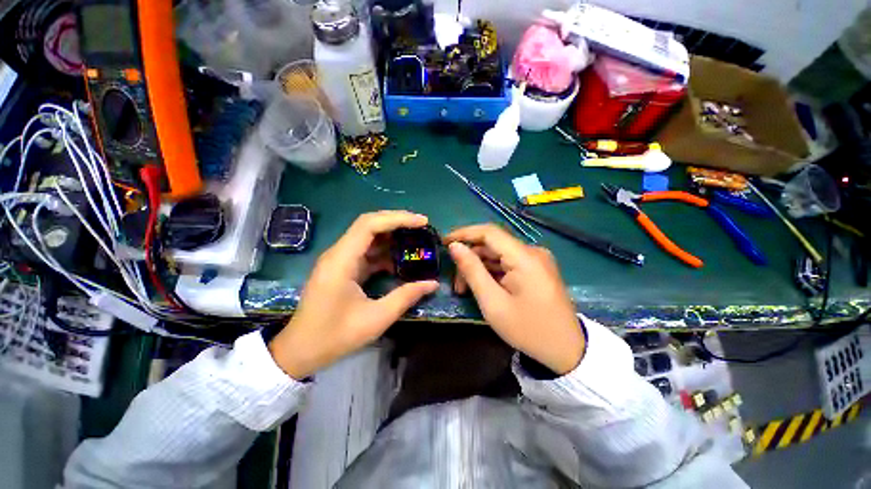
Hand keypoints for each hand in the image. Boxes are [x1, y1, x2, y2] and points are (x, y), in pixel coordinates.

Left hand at [269, 211, 438, 378]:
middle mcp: (338, 253)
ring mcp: (339, 260)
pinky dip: (385, 252)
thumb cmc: (335, 336)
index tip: (422, 222)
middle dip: (397, 222)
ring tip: (415, 239)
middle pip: (369, 224)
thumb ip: (406, 297)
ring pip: (368, 236)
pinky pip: (366, 251)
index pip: (370, 224)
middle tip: (422, 226)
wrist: (300, 350)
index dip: (398, 218)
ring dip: (392, 236)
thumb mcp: (376, 318)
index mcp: (342, 260)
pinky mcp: (343, 268)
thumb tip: (433, 284)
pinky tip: (400, 259)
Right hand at [445, 224, 584, 374]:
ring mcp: (536, 260)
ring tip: (465, 289)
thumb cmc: (528, 330)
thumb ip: (472, 271)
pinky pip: (507, 263)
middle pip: (492, 245)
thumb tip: (455, 247)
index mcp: (525, 257)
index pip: (489, 232)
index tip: (444, 242)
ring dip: (479, 268)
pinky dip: (492, 272)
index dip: (464, 233)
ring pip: (498, 254)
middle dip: (470, 259)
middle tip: (456, 283)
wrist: (566, 350)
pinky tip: (483, 287)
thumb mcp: (493, 303)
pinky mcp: (536, 268)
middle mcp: (532, 252)